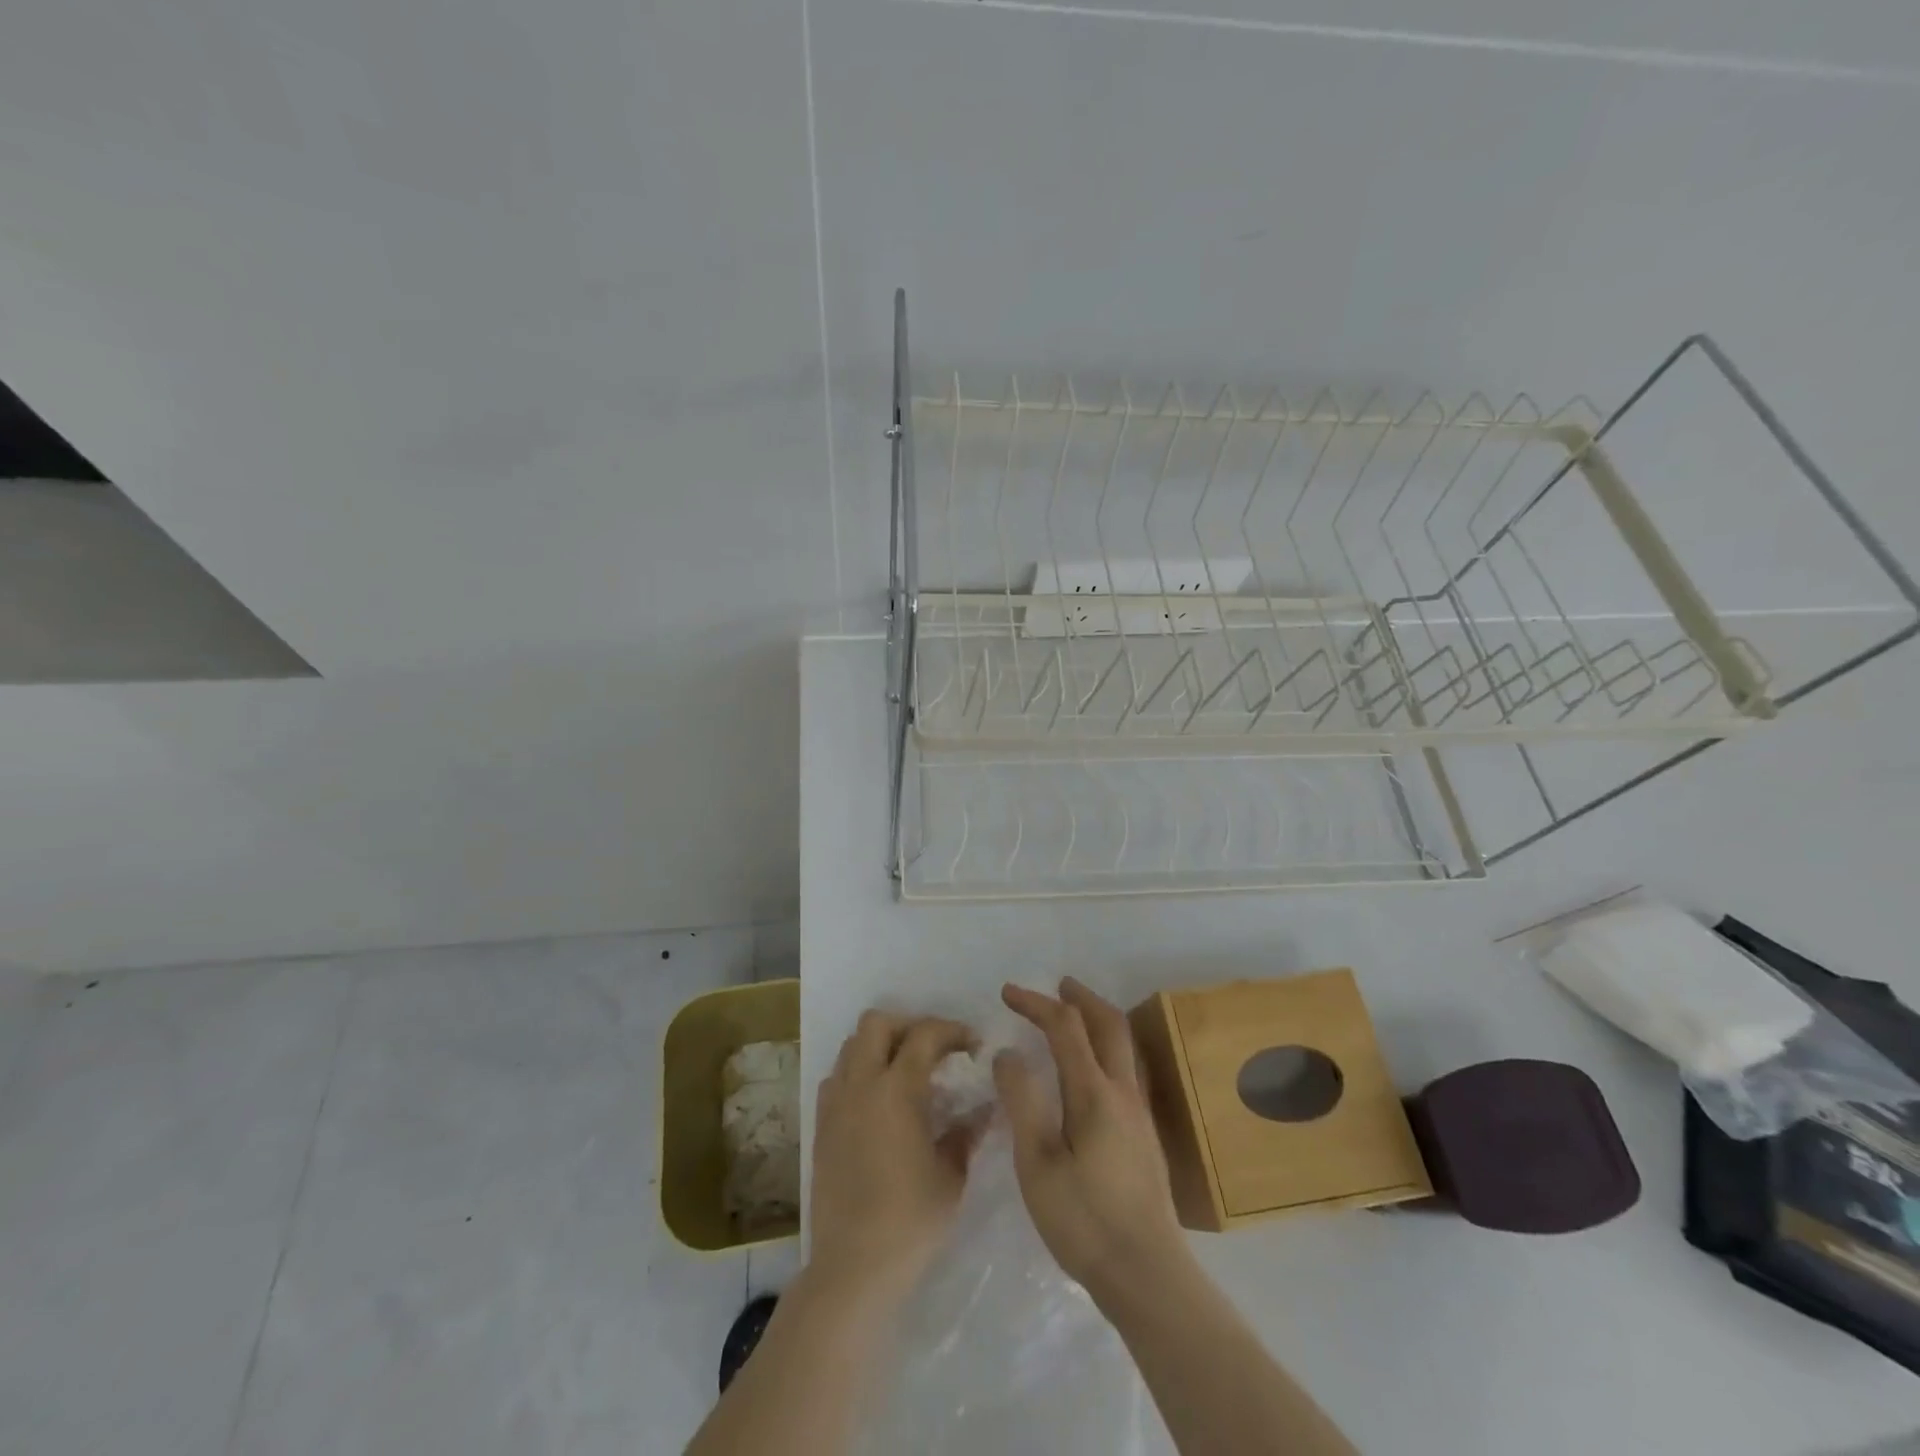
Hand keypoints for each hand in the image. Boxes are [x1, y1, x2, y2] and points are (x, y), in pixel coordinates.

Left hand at [809, 1011, 980, 1301]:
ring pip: (852, 1045)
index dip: (953, 1030)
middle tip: (934, 1049)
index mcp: (897, 1090)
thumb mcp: (951, 1176)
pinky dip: (858, 1072)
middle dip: (909, 1024)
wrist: (853, 1266)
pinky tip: (877, 1099)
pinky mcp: (821, 1125)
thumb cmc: (910, 1221)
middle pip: (877, 1023)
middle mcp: (862, 1084)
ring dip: (881, 1045)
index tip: (973, 1045)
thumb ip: (966, 1133)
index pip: (925, 1034)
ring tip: (906, 1070)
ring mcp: (836, 1103)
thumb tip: (983, 1108)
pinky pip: (836, 1077)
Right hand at [995, 978, 1187, 1305]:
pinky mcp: (1145, 1135)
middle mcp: (1123, 1092)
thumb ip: (1022, 1101)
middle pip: (1109, 1023)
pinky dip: (1105, 1046)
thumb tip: (1008, 1053)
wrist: (1148, 1275)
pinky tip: (1091, 1069)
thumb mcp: (1037, 1163)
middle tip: (1057, 985)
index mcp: (1094, 1093)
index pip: (1065, 1026)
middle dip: (1080, 997)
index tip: (1007, 993)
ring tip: (1074, 1016)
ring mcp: (1139, 1113)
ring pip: (1124, 1045)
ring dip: (1098, 1019)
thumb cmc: (1084, 1220)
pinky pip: (1125, 1068)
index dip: (1036, 1003)